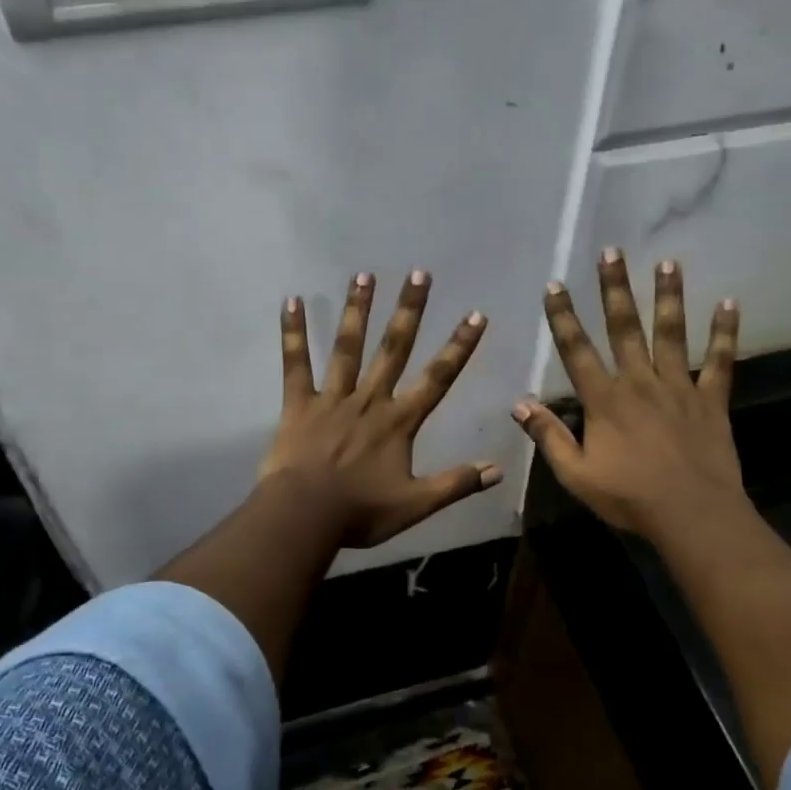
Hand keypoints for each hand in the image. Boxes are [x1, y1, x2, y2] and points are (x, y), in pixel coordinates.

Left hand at [259, 270, 499, 547]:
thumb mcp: (415, 504)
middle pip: (394, 349)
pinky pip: (296, 364)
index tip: (475, 314)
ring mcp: (332, 399)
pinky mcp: (299, 404)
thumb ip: (456, 484)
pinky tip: (291, 301)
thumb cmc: (360, 512)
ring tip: (365, 274)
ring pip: (347, 347)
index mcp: (399, 422)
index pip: (438, 378)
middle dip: (409, 311)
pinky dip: (293, 333)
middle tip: (419, 273)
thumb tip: (498, 469)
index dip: (459, 347)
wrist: (305, 516)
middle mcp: (369, 400)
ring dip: (358, 310)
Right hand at [514, 249, 747, 541]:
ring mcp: (678, 388)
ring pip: (671, 334)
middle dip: (615, 289)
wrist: (692, 515)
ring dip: (668, 296)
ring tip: (668, 262)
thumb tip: (520, 404)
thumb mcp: (576, 475)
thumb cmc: (629, 497)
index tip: (555, 285)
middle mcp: (640, 383)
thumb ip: (549, 437)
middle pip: (625, 328)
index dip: (563, 318)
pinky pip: (719, 361)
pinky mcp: (711, 400)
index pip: (577, 351)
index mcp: (605, 401)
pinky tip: (730, 303)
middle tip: (612, 251)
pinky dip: (724, 332)